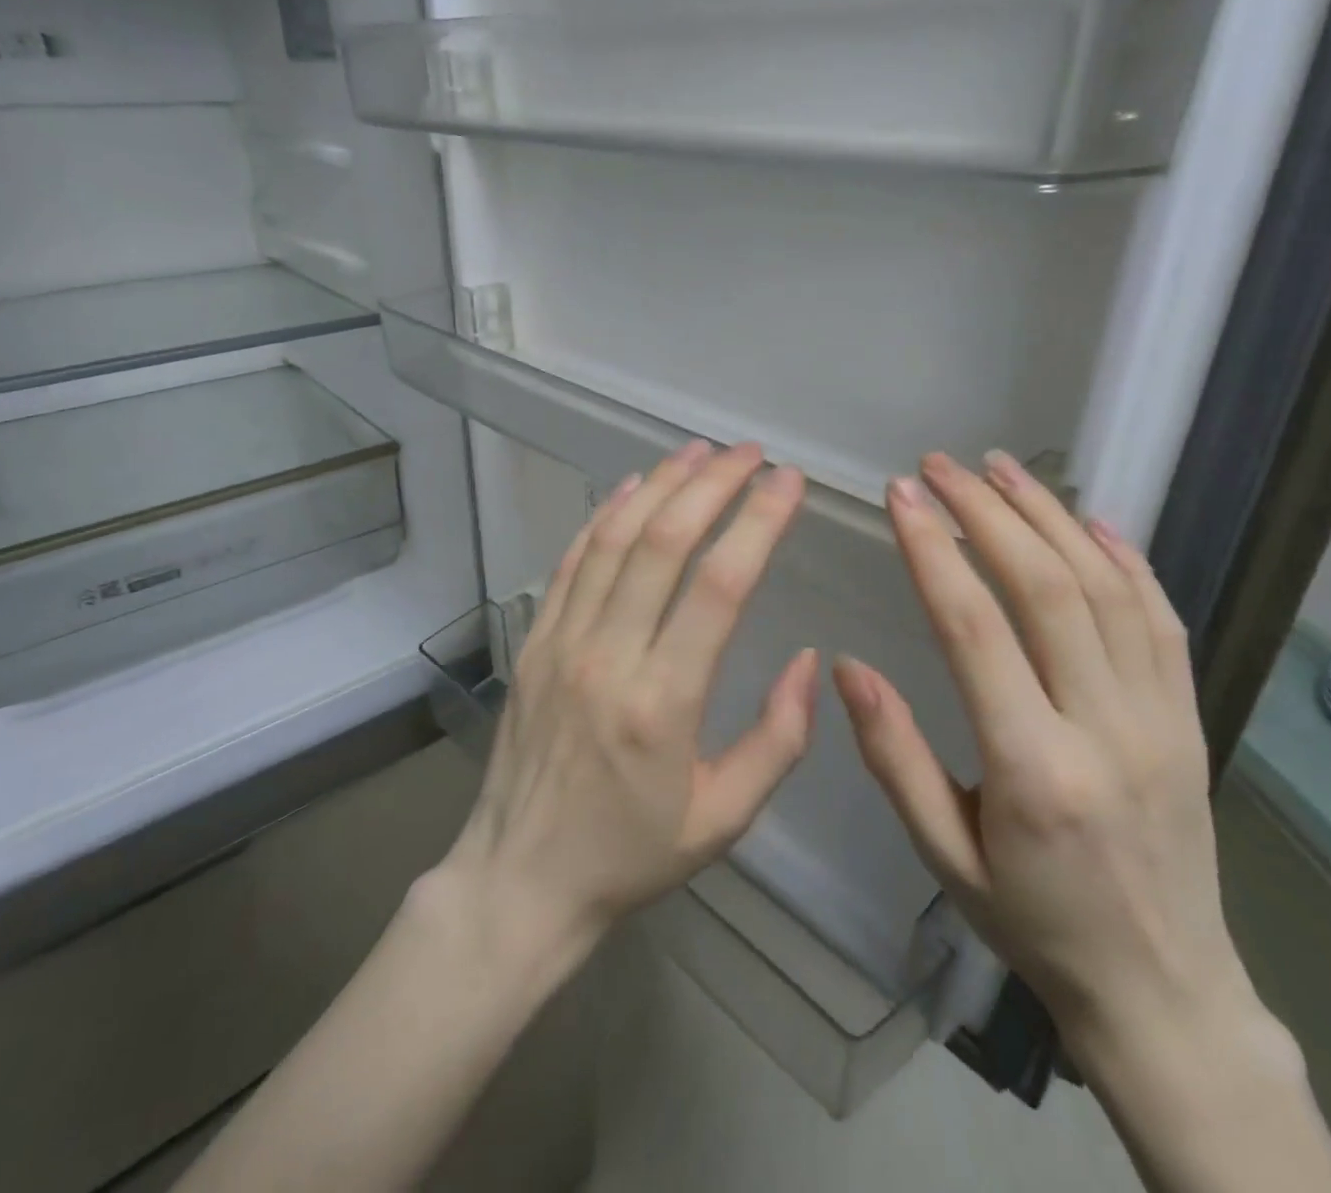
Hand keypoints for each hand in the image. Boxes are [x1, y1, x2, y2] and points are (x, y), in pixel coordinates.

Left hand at [439, 440, 817, 958]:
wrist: (519, 879)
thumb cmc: (629, 855)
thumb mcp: (723, 819)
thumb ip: (779, 739)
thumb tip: (810, 659)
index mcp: (664, 703)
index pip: (720, 585)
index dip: (758, 522)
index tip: (788, 482)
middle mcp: (608, 657)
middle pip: (663, 543)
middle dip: (712, 484)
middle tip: (750, 453)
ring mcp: (560, 642)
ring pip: (612, 539)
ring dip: (659, 486)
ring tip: (698, 452)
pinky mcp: (532, 642)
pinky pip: (570, 562)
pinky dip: (602, 516)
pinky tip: (631, 487)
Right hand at [833, 450, 1256, 1063]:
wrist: (1166, 991)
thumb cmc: (1033, 922)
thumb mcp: (942, 853)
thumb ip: (895, 756)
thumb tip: (846, 666)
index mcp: (1033, 767)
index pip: (974, 629)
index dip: (934, 549)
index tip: (902, 494)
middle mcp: (1105, 728)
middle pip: (1047, 588)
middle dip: (986, 512)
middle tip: (939, 465)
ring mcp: (1159, 718)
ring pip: (1108, 588)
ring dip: (1050, 515)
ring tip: (1001, 468)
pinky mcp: (1188, 718)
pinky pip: (1161, 620)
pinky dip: (1124, 556)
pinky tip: (1088, 517)